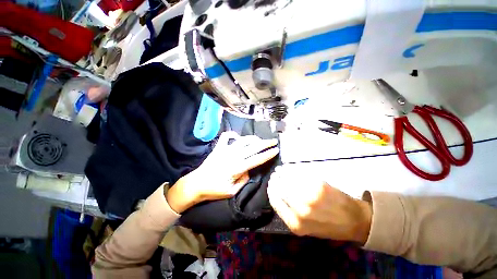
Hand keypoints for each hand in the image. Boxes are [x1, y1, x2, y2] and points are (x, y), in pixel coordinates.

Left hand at [167, 132, 278, 212]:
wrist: (196, 184)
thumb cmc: (214, 190)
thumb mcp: (232, 191)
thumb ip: (243, 180)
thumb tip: (249, 170)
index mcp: (237, 168)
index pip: (256, 159)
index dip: (267, 154)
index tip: (276, 150)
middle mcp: (233, 156)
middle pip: (253, 147)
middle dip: (265, 144)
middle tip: (274, 141)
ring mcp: (225, 150)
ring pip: (243, 141)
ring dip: (253, 139)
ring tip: (260, 140)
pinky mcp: (218, 148)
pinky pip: (226, 137)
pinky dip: (233, 135)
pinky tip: (237, 137)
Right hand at [267, 166, 371, 243]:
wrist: (353, 220)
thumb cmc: (328, 226)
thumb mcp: (306, 228)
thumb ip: (290, 213)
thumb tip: (277, 195)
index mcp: (296, 224)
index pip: (275, 202)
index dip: (271, 191)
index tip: (270, 184)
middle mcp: (301, 210)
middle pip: (280, 189)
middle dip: (275, 180)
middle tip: (274, 176)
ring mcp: (310, 196)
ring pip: (288, 180)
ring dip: (282, 173)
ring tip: (279, 170)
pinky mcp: (318, 185)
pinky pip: (299, 175)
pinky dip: (292, 170)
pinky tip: (289, 169)